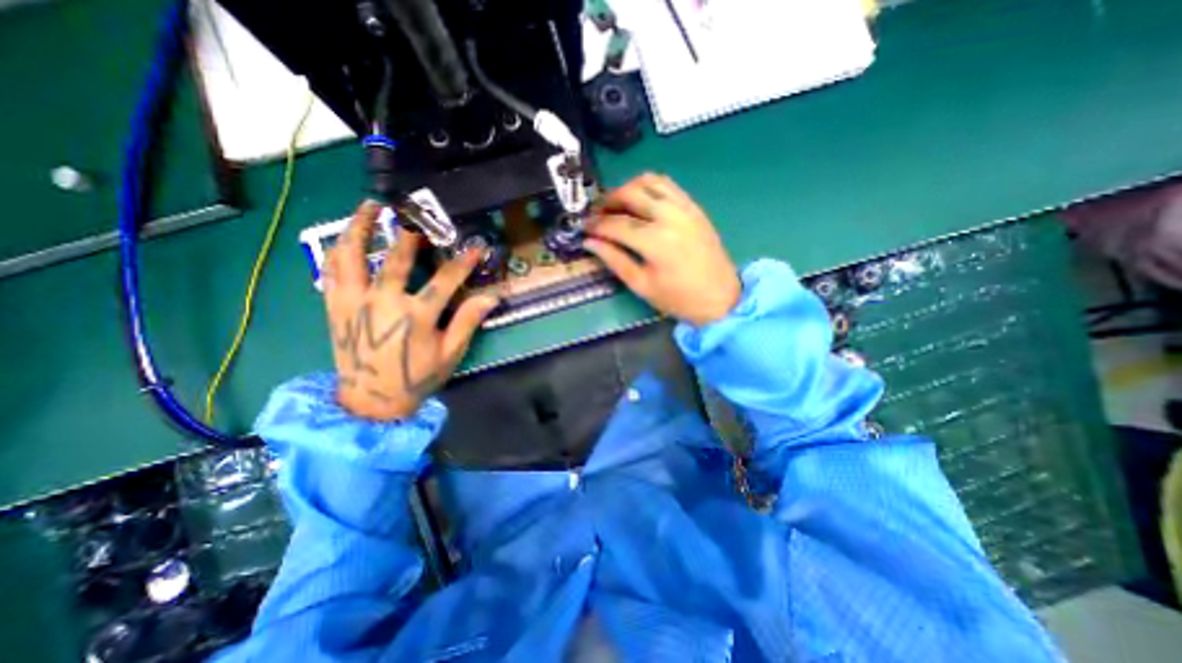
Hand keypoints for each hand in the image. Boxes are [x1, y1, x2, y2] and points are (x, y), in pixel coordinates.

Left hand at [322, 199, 496, 420]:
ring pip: (353, 255)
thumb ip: (467, 321)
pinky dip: (339, 250)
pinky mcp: (334, 306)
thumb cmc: (416, 378)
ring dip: (361, 227)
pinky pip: (331, 270)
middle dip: (412, 231)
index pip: (446, 280)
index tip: (476, 246)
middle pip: (398, 258)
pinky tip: (347, 237)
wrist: (371, 402)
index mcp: (416, 316)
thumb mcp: (450, 353)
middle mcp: (382, 302)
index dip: (464, 261)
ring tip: (370, 205)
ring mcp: (353, 301)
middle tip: (418, 210)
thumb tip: (491, 297)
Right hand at [580, 172, 736, 327]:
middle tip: (598, 214)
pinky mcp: (694, 207)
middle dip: (608, 200)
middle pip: (630, 193)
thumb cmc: (679, 298)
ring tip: (617, 205)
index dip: (596, 225)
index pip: (616, 223)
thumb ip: (614, 260)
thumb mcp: (641, 285)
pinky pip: (667, 185)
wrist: (721, 297)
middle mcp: (670, 216)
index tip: (584, 228)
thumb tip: (590, 242)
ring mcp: (685, 208)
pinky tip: (641, 202)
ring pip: (649, 181)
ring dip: (628, 188)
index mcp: (655, 241)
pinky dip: (648, 187)